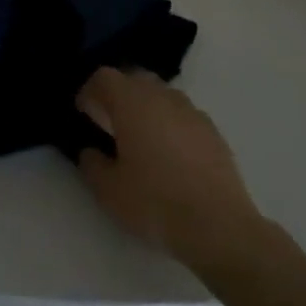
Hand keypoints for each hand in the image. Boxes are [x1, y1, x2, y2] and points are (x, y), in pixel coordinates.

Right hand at [76, 68, 271, 288]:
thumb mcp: (109, 191)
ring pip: (161, 94)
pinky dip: (171, 123)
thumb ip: (92, 164)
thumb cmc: (156, 203)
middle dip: (119, 94)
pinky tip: (171, 154)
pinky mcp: (213, 132)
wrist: (220, 227)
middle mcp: (161, 96)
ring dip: (146, 106)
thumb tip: (91, 151)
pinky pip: (183, 115)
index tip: (84, 112)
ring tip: (142, 137)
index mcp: (131, 102)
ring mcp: (191, 112)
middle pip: (134, 78)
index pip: (104, 77)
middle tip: (110, 121)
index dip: (89, 91)